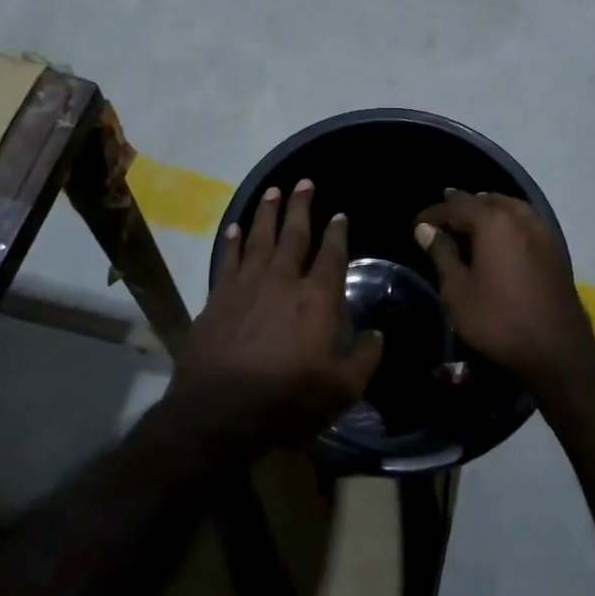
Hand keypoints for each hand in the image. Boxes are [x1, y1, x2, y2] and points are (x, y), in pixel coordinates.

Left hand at [172, 179, 383, 455]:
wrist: (217, 413)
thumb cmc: (285, 401)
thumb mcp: (340, 391)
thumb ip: (364, 359)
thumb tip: (377, 335)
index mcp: (316, 299)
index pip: (331, 255)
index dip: (337, 233)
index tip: (339, 215)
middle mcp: (283, 280)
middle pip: (294, 234)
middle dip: (301, 206)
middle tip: (304, 182)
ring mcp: (246, 285)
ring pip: (260, 237)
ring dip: (267, 212)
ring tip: (273, 191)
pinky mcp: (218, 296)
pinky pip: (228, 258)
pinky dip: (233, 240)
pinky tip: (236, 227)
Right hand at [414, 191, 594, 390]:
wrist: (557, 350)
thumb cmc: (498, 320)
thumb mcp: (458, 291)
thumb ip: (441, 254)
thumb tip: (425, 229)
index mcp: (494, 221)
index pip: (457, 204)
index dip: (434, 213)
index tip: (417, 224)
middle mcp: (520, 217)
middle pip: (486, 200)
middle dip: (462, 206)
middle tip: (442, 220)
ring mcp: (542, 231)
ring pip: (509, 207)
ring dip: (487, 210)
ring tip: (469, 224)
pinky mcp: (555, 248)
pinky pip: (525, 222)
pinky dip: (507, 222)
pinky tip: (499, 239)